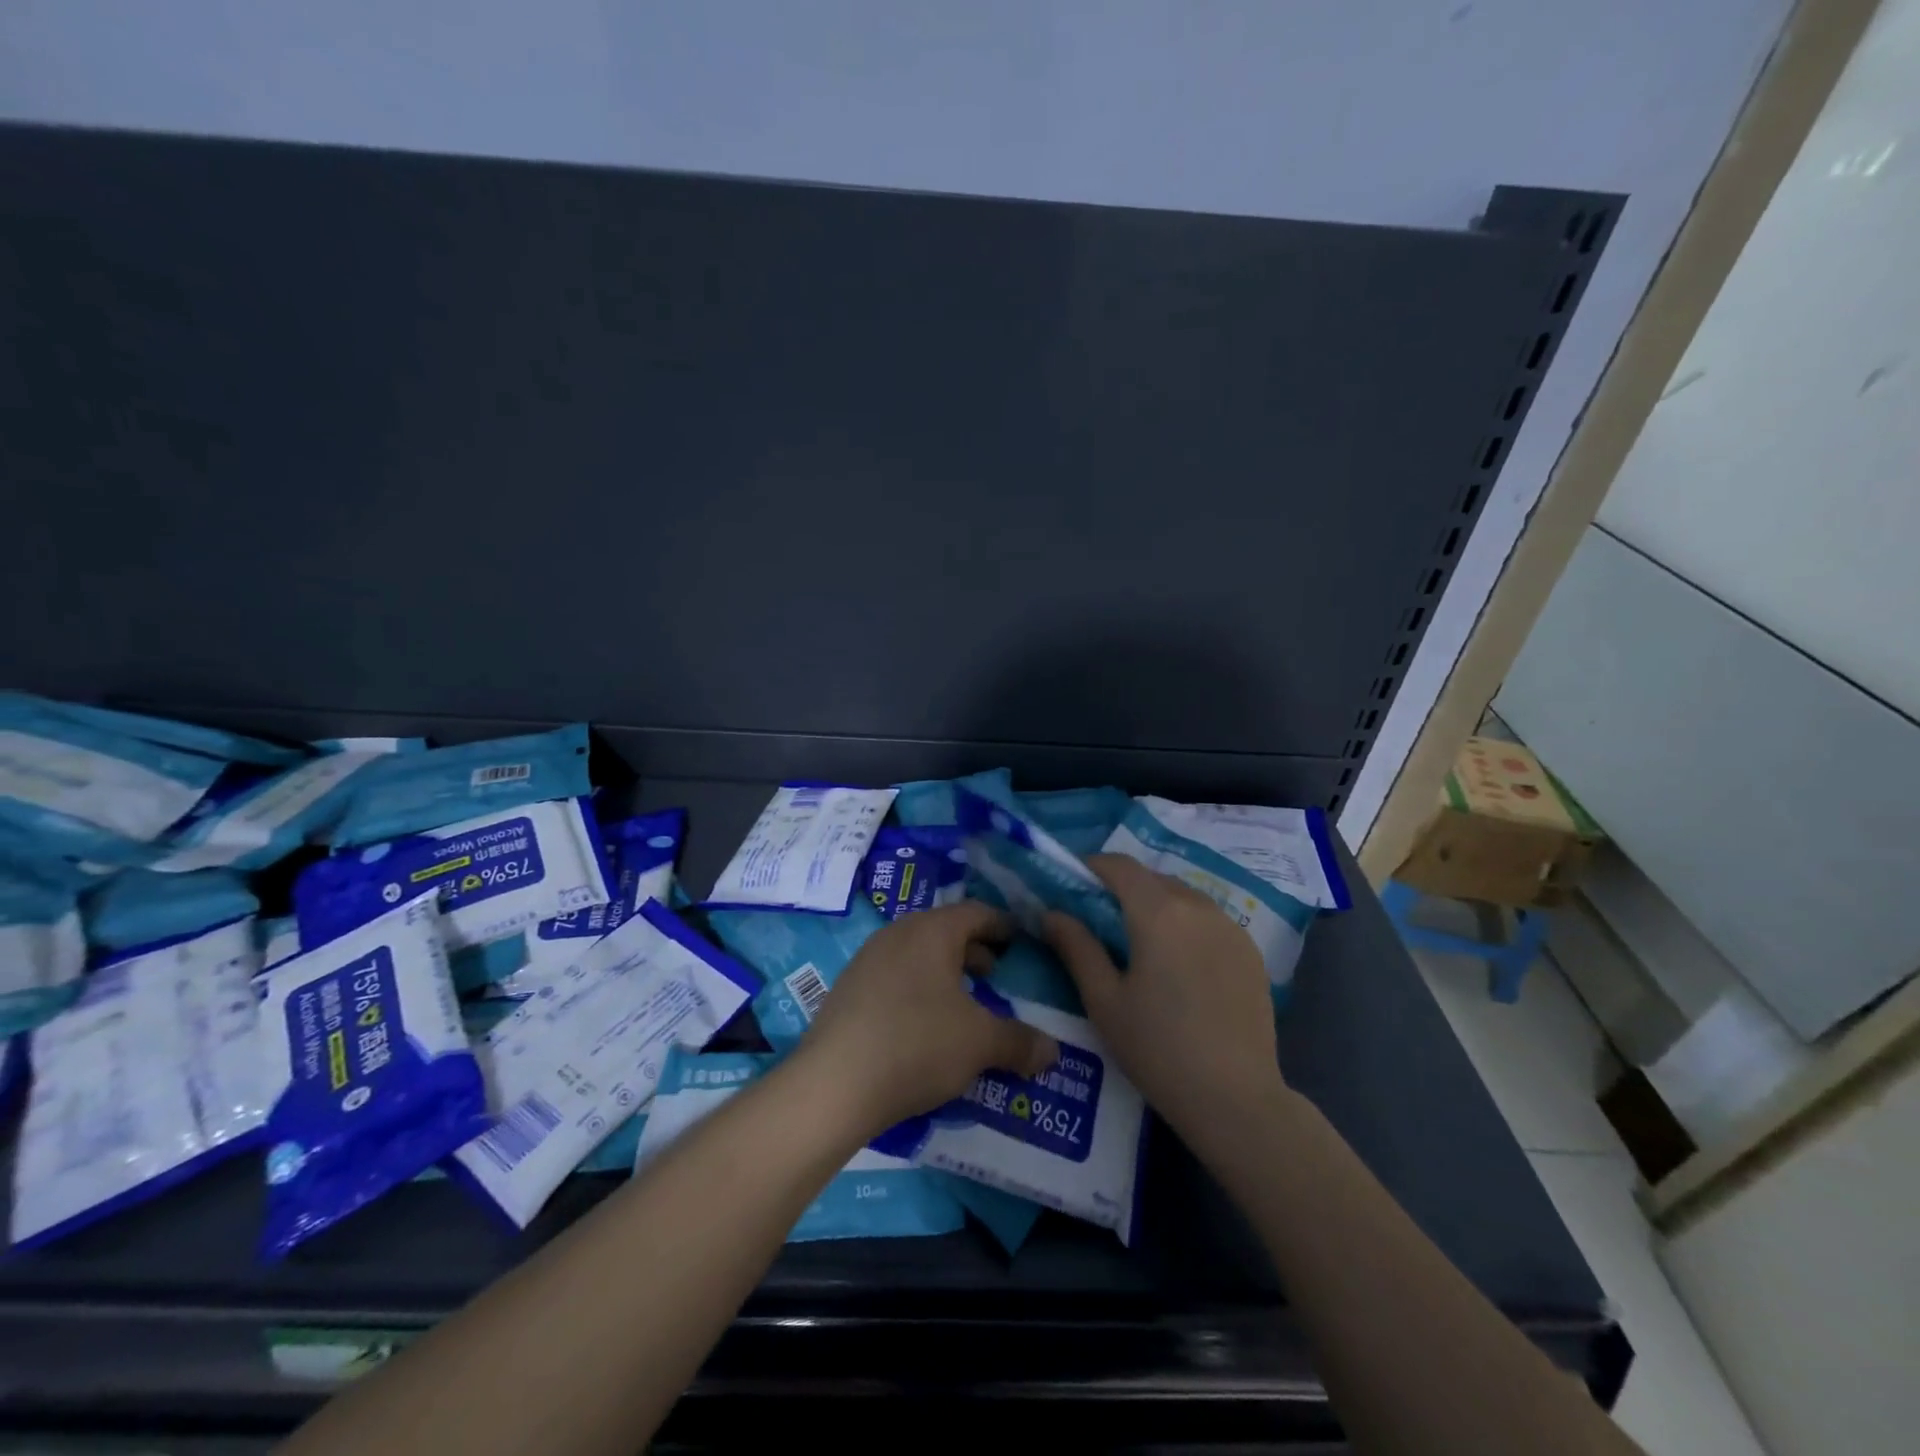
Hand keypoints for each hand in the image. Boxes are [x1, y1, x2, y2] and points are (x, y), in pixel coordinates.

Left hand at [798, 901, 1058, 1136]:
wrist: (833, 1084)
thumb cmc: (917, 1045)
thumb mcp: (979, 1043)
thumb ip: (1019, 1042)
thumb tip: (1053, 1051)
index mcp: (931, 931)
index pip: (975, 912)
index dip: (1002, 925)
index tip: (1019, 939)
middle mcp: (897, 934)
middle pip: (944, 931)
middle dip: (973, 950)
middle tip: (995, 973)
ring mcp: (867, 960)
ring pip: (916, 954)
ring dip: (944, 972)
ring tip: (962, 1001)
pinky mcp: (847, 989)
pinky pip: (894, 976)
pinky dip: (917, 988)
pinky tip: (924, 1024)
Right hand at [1043, 854, 1284, 1150]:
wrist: (1236, 1100)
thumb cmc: (1157, 1049)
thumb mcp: (1104, 1000)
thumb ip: (1076, 947)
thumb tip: (1052, 913)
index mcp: (1158, 912)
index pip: (1120, 865)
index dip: (1091, 866)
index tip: (1072, 885)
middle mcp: (1199, 906)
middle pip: (1152, 879)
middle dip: (1122, 888)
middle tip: (1100, 921)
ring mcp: (1231, 927)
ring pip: (1183, 897)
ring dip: (1156, 905)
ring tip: (1140, 944)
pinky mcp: (1251, 951)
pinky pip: (1209, 920)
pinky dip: (1186, 925)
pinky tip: (1179, 965)